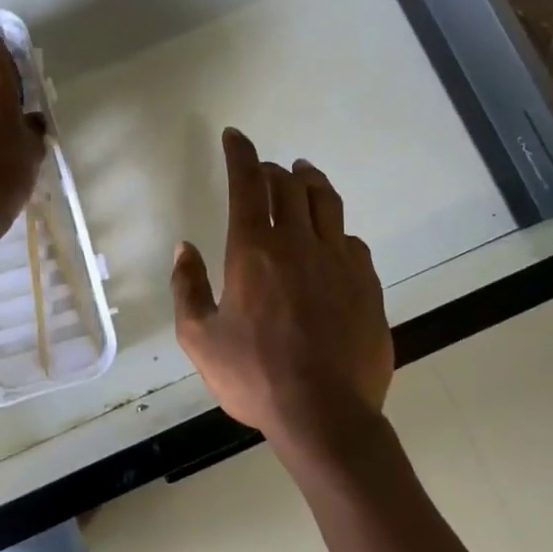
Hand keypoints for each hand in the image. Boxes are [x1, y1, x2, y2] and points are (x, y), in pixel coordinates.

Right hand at [171, 128, 394, 456]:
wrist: (326, 416)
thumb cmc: (254, 377)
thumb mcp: (199, 338)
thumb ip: (187, 287)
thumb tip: (185, 249)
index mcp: (254, 251)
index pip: (248, 184)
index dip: (240, 154)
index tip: (235, 136)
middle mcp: (299, 244)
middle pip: (290, 185)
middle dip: (273, 169)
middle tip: (264, 169)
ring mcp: (339, 261)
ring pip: (327, 202)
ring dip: (311, 181)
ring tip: (303, 174)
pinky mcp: (367, 284)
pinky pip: (351, 240)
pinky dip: (335, 229)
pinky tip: (332, 239)